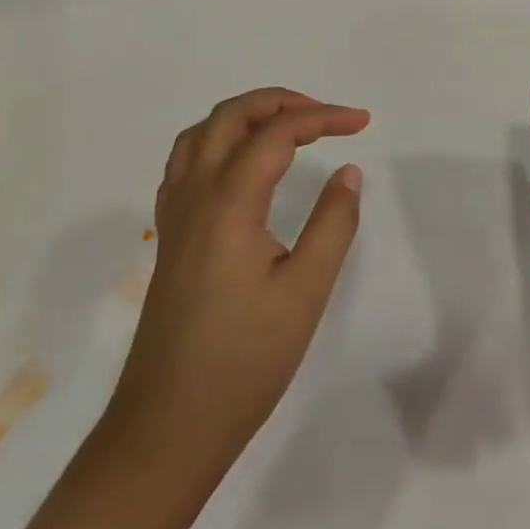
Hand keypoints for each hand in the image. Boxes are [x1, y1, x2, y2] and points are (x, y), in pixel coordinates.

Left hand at [107, 88, 369, 474]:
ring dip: (245, 117)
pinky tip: (241, 167)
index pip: (278, 133)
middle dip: (280, 101)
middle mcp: (195, 194)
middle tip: (325, 116)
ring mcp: (174, 215)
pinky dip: (218, 142)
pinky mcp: (169, 236)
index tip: (363, 121)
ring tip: (287, 129)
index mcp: (229, 202)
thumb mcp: (305, 292)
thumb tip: (348, 170)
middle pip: (231, 116)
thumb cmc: (243, 362)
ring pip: (201, 134)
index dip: (323, 117)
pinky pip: (186, 162)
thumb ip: (333, 223)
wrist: (166, 427)